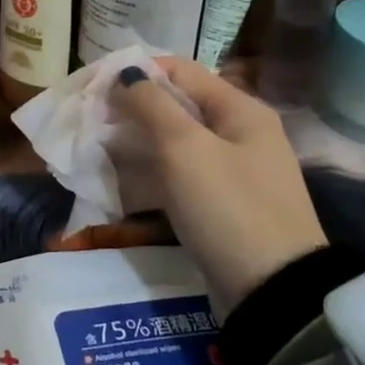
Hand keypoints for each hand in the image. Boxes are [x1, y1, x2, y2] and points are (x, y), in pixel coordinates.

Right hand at [109, 56, 326, 311]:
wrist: (274, 294)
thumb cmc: (228, 208)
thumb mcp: (185, 149)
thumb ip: (151, 104)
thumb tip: (126, 72)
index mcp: (240, 109)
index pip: (180, 69)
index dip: (136, 71)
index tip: (93, 87)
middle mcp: (240, 133)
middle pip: (177, 105)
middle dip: (132, 109)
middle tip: (90, 122)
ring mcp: (233, 171)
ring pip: (175, 142)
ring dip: (137, 142)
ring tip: (97, 151)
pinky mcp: (223, 204)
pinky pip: (180, 175)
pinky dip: (151, 173)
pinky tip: (121, 183)